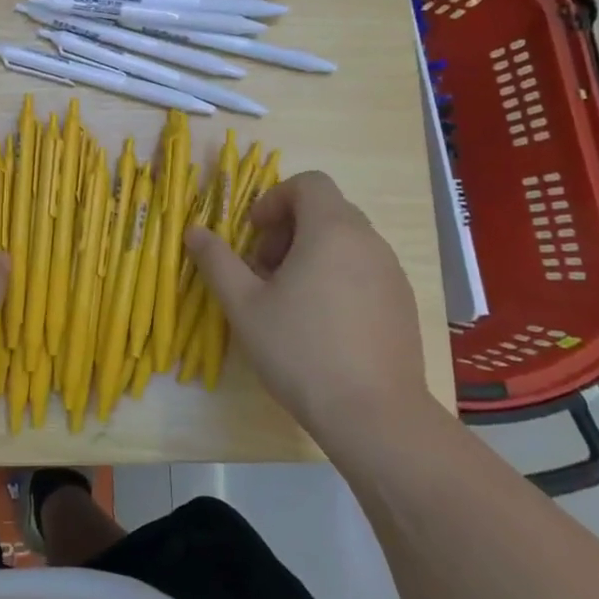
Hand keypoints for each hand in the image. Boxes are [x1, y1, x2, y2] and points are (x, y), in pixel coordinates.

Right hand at [185, 171, 427, 431]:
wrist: (375, 415)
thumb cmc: (301, 350)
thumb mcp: (244, 305)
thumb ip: (217, 261)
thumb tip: (194, 231)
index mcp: (332, 230)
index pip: (309, 183)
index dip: (275, 199)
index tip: (254, 234)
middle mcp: (369, 241)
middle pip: (327, 210)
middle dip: (289, 229)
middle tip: (263, 270)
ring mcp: (392, 273)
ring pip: (346, 242)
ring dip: (311, 254)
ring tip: (288, 299)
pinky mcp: (403, 304)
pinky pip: (364, 270)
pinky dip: (337, 276)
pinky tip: (321, 324)